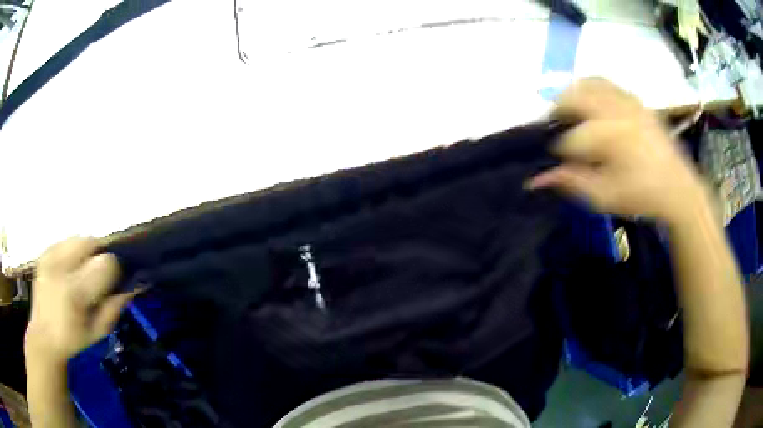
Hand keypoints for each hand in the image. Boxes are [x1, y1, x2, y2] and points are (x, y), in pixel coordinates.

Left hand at [25, 237, 136, 365]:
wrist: (44, 336)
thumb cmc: (73, 339)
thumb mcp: (98, 331)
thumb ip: (115, 307)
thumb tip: (134, 285)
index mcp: (75, 292)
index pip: (105, 264)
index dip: (115, 271)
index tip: (115, 282)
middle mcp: (60, 268)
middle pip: (91, 242)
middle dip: (100, 256)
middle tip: (100, 276)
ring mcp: (50, 257)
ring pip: (79, 238)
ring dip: (87, 252)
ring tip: (85, 272)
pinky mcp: (44, 252)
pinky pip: (66, 241)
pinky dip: (74, 251)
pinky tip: (71, 269)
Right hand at [528, 78, 706, 223]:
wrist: (678, 188)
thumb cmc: (641, 196)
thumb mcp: (605, 197)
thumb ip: (571, 182)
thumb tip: (536, 178)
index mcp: (609, 139)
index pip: (569, 138)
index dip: (557, 151)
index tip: (555, 162)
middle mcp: (616, 112)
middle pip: (573, 98)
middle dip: (557, 112)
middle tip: (554, 129)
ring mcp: (627, 102)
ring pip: (588, 84)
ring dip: (572, 95)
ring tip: (569, 110)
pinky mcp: (635, 100)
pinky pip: (606, 82)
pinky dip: (591, 87)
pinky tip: (590, 100)